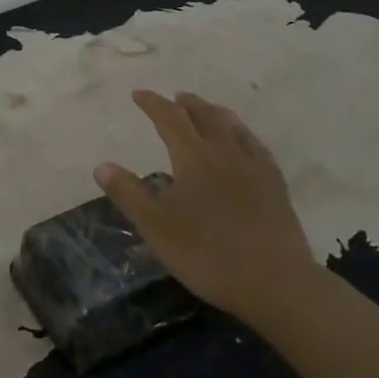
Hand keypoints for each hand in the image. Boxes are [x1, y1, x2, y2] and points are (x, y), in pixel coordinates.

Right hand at [94, 90, 320, 323]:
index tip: (138, 95)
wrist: (276, 282)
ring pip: (234, 127)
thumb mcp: (156, 226)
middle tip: (176, 97)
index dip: (153, 104)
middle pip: (205, 116)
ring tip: (208, 110)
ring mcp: (255, 168)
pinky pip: (257, 147)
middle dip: (187, 104)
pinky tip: (245, 142)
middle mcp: (225, 152)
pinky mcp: (276, 186)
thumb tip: (102, 166)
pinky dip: (244, 134)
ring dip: (216, 113)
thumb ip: (128, 193)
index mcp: (193, 157)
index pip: (170, 118)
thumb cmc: (207, 253)